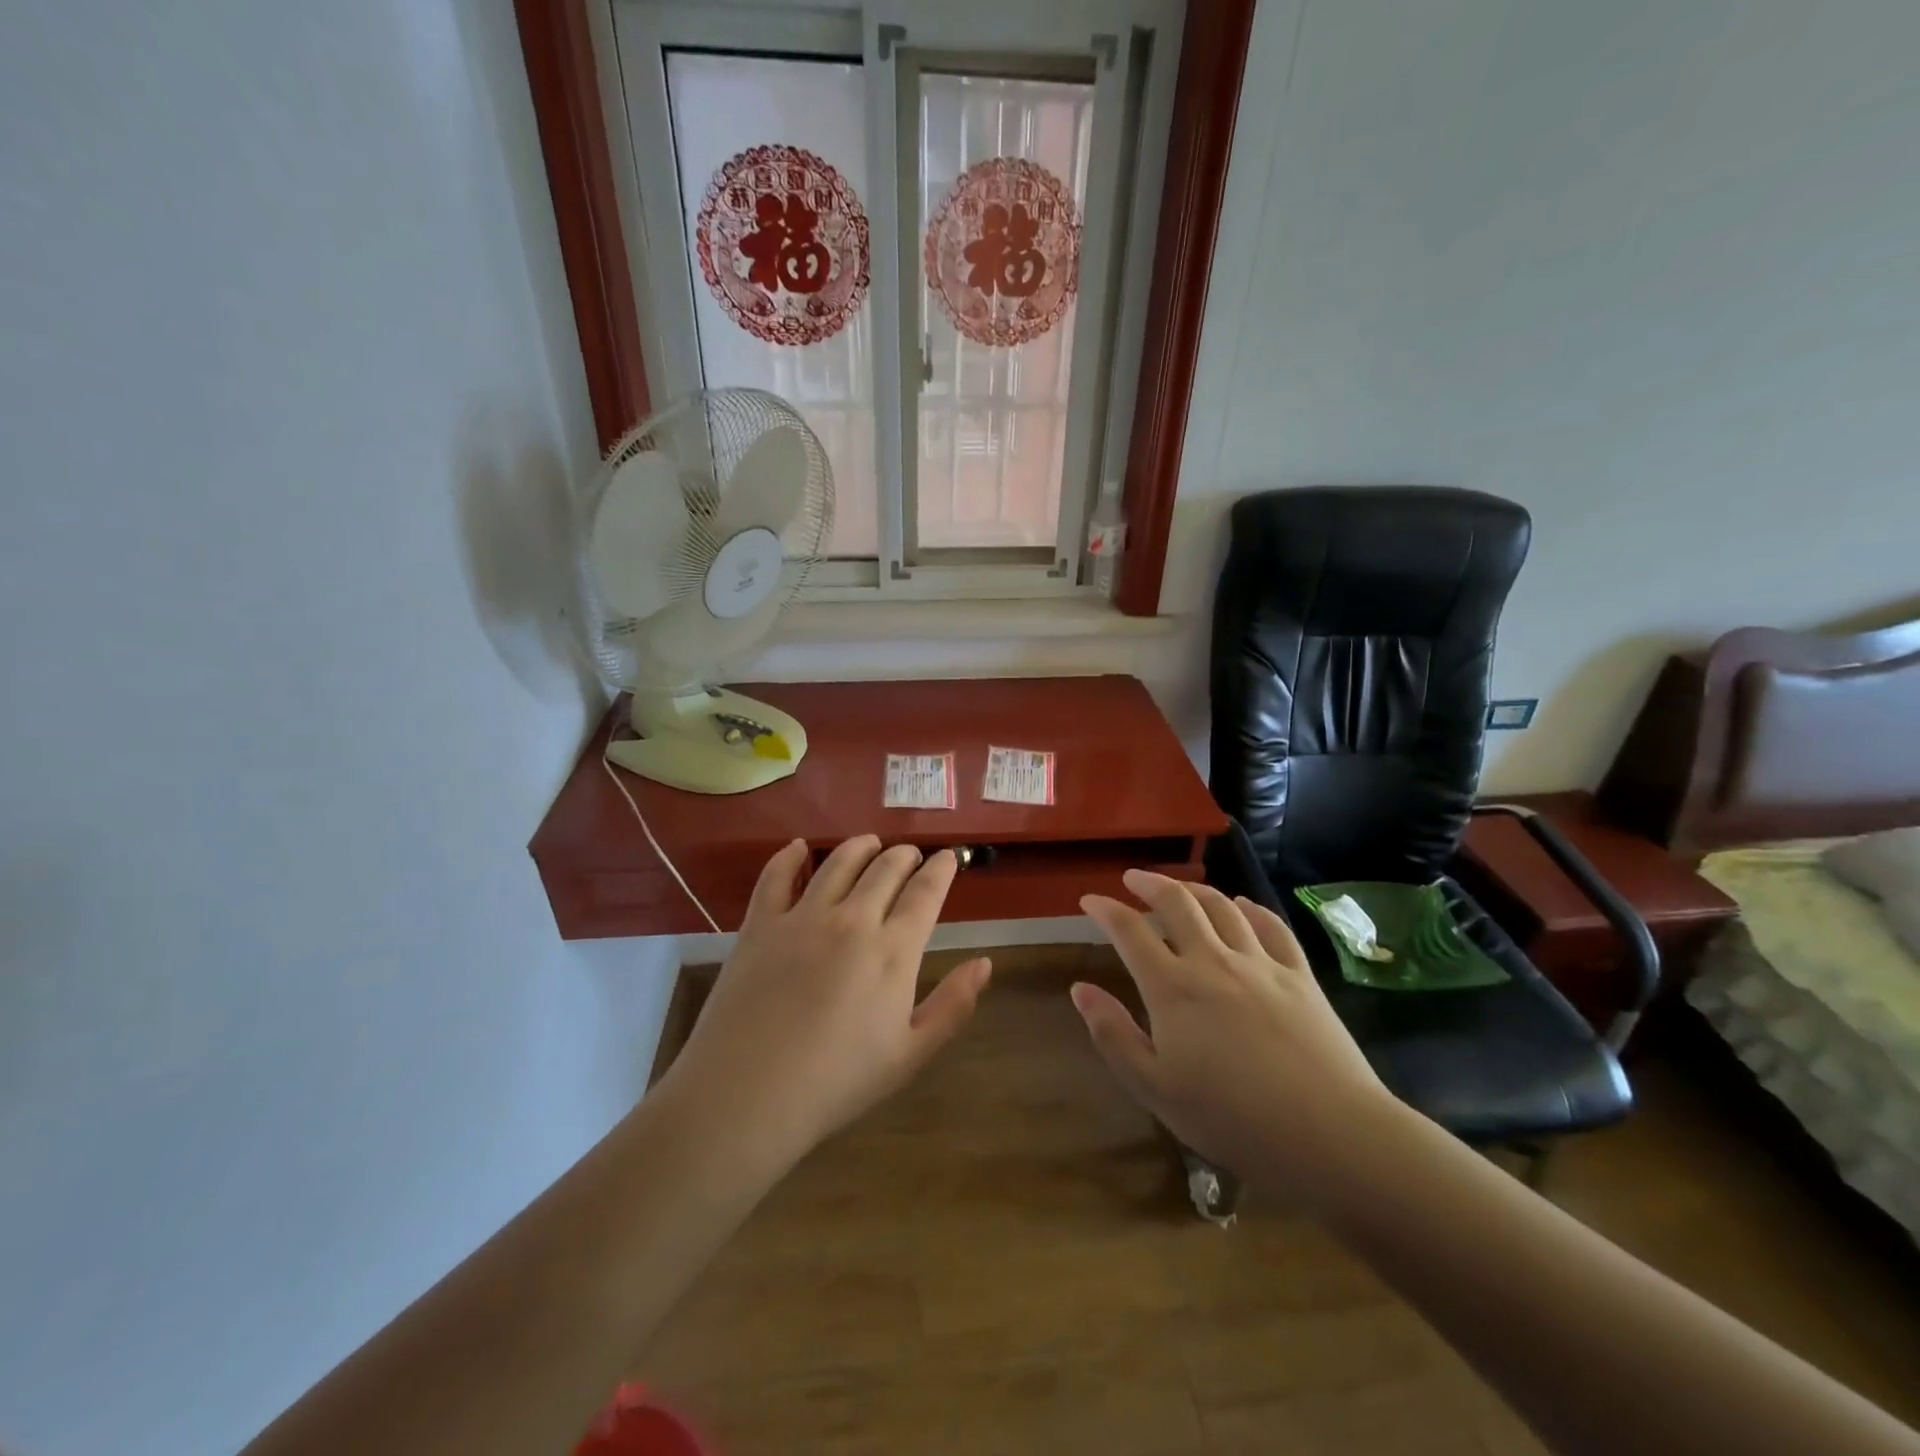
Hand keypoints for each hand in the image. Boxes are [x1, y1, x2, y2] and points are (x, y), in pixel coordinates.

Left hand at [661, 836, 990, 1172]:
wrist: (749, 1094)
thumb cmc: (837, 1082)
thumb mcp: (911, 1055)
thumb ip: (953, 1006)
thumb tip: (985, 963)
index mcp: (893, 951)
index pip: (925, 893)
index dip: (940, 869)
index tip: (947, 857)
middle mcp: (852, 919)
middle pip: (885, 869)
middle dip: (904, 855)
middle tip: (910, 854)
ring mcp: (803, 917)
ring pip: (839, 862)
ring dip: (860, 846)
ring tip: (870, 842)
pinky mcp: (760, 923)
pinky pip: (776, 876)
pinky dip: (789, 855)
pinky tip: (798, 847)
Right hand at [1074, 871, 1400, 1207]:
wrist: (1332, 1134)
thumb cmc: (1233, 1120)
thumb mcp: (1156, 1089)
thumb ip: (1114, 1035)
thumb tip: (1081, 989)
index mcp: (1172, 988)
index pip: (1129, 931)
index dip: (1105, 910)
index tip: (1089, 900)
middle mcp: (1212, 961)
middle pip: (1177, 903)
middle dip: (1149, 883)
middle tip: (1133, 878)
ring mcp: (1260, 963)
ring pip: (1222, 906)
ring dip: (1194, 889)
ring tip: (1180, 888)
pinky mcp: (1300, 975)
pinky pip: (1271, 926)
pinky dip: (1250, 909)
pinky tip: (1243, 906)